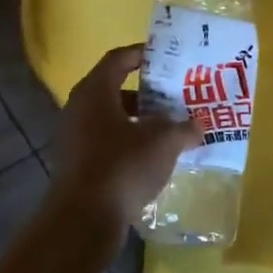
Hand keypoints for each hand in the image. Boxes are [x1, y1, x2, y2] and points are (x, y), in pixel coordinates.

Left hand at [49, 45, 200, 225]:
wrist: (84, 218)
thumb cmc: (122, 165)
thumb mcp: (162, 143)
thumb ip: (183, 129)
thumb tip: (198, 126)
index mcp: (95, 91)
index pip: (119, 59)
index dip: (143, 54)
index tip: (167, 58)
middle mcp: (79, 108)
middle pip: (114, 89)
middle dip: (147, 93)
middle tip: (174, 96)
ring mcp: (74, 137)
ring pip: (111, 118)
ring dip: (139, 120)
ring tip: (169, 127)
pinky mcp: (78, 163)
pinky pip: (106, 141)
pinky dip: (129, 142)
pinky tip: (152, 156)